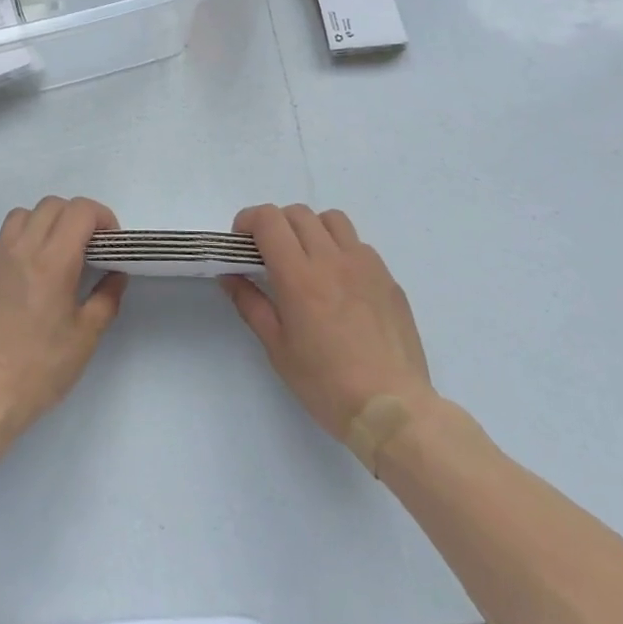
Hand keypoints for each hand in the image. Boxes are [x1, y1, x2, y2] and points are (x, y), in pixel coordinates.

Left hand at [0, 196, 126, 438]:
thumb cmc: (39, 369)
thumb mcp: (85, 338)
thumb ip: (106, 299)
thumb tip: (115, 275)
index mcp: (52, 261)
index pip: (80, 210)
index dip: (102, 217)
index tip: (110, 243)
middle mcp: (21, 249)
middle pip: (52, 205)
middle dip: (76, 217)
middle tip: (88, 248)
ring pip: (22, 215)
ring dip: (45, 223)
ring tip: (55, 254)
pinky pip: (2, 242)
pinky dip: (21, 244)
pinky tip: (27, 279)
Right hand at [222, 204, 433, 439]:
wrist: (393, 410)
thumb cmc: (326, 384)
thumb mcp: (278, 349)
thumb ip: (251, 304)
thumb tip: (229, 275)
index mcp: (299, 275)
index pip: (268, 219)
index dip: (248, 220)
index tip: (241, 242)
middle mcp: (331, 259)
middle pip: (298, 212)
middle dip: (276, 224)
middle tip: (270, 254)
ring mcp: (364, 264)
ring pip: (332, 220)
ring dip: (311, 229)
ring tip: (307, 259)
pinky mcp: (387, 277)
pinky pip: (358, 244)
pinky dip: (340, 249)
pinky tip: (340, 283)